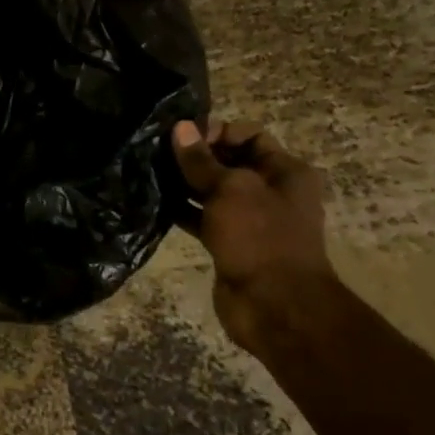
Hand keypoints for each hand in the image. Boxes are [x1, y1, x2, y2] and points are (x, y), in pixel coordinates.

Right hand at [172, 119, 333, 352]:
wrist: (275, 307)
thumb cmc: (259, 238)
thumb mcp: (230, 190)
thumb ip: (201, 160)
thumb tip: (180, 128)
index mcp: (285, 171)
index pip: (248, 135)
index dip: (216, 131)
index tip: (182, 138)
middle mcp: (270, 190)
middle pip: (228, 161)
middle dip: (195, 156)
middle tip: (157, 152)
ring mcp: (250, 219)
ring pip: (212, 191)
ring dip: (184, 183)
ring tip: (150, 173)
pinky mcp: (230, 243)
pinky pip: (203, 217)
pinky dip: (182, 210)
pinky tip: (155, 202)